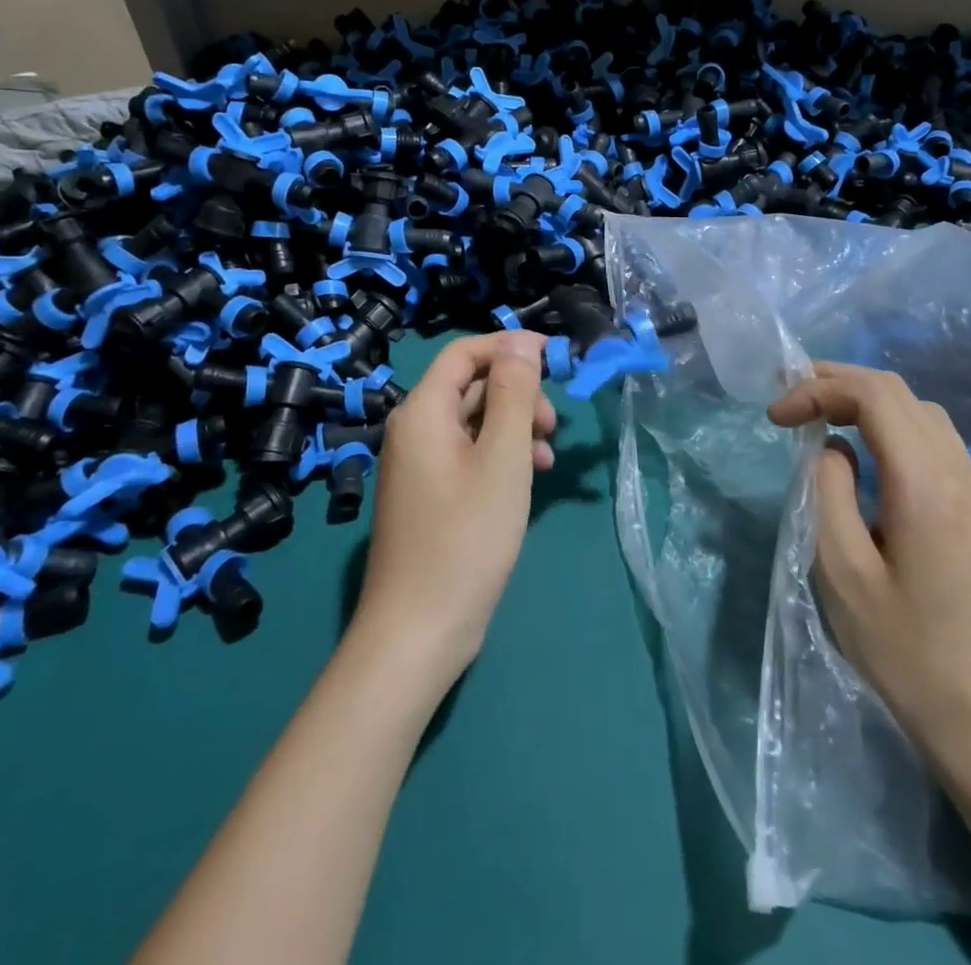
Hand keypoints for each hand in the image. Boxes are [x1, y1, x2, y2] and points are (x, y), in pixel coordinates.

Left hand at [353, 331, 555, 689]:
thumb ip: (513, 393)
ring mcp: (420, 465)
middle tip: (553, 423)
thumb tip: (521, 340)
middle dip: (518, 394)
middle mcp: (414, 430)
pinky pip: (469, 454)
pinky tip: (531, 477)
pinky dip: (501, 455)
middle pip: (471, 386)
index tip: (555, 358)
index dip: (509, 347)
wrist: (418, 631)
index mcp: (423, 412)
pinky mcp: (431, 494)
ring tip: (549, 457)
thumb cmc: (466, 538)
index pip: (465, 352)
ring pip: (474, 421)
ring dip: (515, 426)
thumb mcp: (502, 458)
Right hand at [768, 362, 970, 784]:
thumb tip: (833, 449)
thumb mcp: (843, 573)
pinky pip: (937, 443)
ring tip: (824, 417)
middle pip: (900, 393)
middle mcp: (961, 473)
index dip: (818, 388)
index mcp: (925, 484)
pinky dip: (894, 428)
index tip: (776, 416)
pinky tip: (869, 457)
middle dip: (840, 382)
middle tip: (792, 396)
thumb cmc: (907, 654)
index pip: (873, 395)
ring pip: (923, 413)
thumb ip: (828, 493)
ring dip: (869, 402)